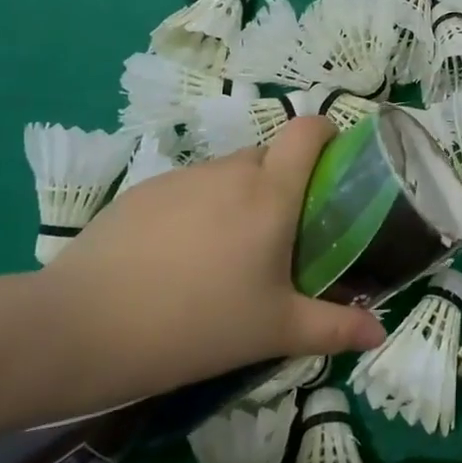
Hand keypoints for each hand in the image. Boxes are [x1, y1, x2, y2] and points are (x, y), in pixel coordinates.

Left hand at [47, 118, 385, 404]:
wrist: (81, 329)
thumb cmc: (196, 324)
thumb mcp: (274, 330)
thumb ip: (334, 327)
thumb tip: (379, 332)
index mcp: (270, 192)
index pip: (308, 130)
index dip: (327, 135)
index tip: (333, 167)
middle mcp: (230, 171)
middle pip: (270, 155)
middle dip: (283, 183)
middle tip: (280, 237)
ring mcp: (181, 178)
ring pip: (226, 174)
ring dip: (239, 199)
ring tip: (225, 256)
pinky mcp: (141, 192)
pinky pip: (187, 189)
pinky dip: (197, 211)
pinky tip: (176, 260)